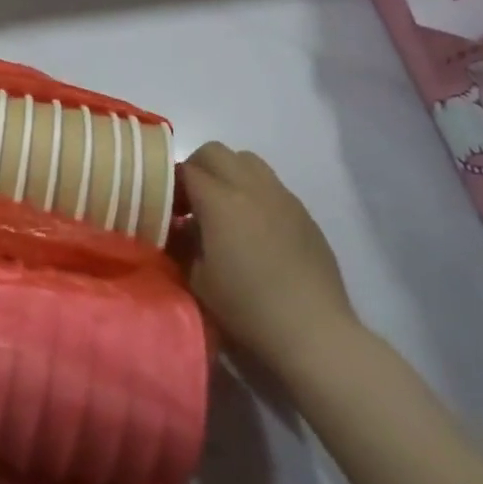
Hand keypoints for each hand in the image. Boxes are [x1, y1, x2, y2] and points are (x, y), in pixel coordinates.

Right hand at [178, 143, 358, 373]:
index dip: (171, 185)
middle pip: (215, 152)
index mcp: (220, 200)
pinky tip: (256, 227)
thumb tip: (179, 227)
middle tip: (193, 202)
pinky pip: (271, 184)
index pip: (185, 170)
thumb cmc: (247, 308)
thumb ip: (182, 243)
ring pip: (247, 160)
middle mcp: (250, 186)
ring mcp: (281, 196)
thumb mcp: (198, 279)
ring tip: (226, 208)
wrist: (312, 331)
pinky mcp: (303, 211)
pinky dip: (255, 191)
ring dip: (229, 173)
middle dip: (198, 168)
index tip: (169, 210)